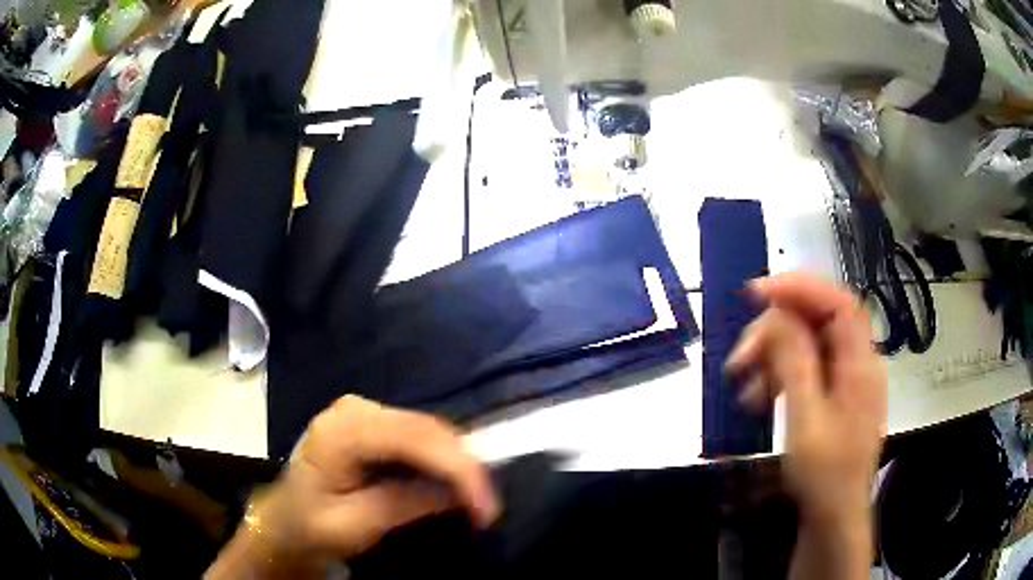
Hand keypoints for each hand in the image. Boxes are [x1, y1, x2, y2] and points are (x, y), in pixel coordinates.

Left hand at [207, 396, 498, 577]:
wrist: (286, 519)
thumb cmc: (311, 524)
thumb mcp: (354, 525)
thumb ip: (404, 504)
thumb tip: (458, 493)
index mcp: (341, 431)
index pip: (413, 438)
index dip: (458, 469)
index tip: (486, 506)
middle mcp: (356, 408)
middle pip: (427, 429)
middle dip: (465, 467)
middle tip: (487, 508)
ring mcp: (365, 411)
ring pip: (429, 430)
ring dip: (459, 464)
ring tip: (476, 500)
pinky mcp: (374, 421)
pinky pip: (420, 435)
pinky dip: (443, 459)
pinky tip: (454, 483)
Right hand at [725, 273, 886, 524]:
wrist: (833, 517)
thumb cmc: (824, 476)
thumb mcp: (806, 422)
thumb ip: (795, 365)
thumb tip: (777, 317)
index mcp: (860, 365)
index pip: (837, 302)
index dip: (799, 287)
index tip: (756, 293)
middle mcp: (858, 363)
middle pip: (819, 321)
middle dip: (776, 330)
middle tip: (741, 356)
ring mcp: (847, 379)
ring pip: (809, 344)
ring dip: (773, 355)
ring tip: (744, 382)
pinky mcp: (835, 394)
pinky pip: (807, 368)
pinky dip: (780, 375)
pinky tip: (759, 396)